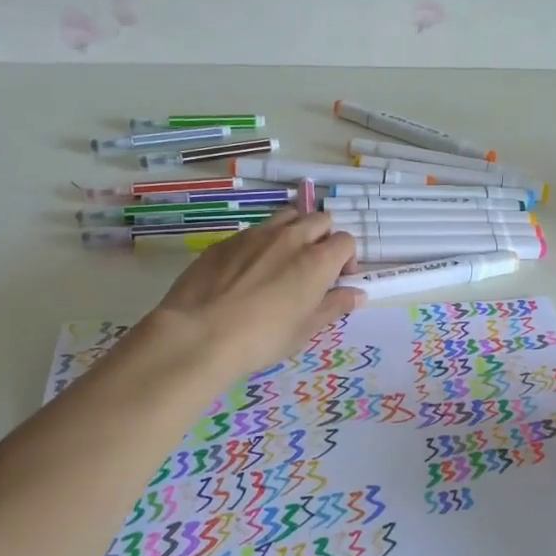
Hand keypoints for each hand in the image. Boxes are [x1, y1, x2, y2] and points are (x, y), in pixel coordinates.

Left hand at [147, 209, 363, 378]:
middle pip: (319, 220)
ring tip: (283, 261)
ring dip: (294, 232)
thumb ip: (334, 306)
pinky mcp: (225, 241)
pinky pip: (254, 232)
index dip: (346, 259)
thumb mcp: (305, 329)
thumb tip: (357, 294)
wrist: (198, 334)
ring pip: (286, 217)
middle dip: (323, 238)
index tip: (337, 280)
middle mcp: (290, 238)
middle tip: (313, 268)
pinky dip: (261, 244)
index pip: (346, 241)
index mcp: (317, 260)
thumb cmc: (262, 338)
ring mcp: (255, 235)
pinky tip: (246, 273)